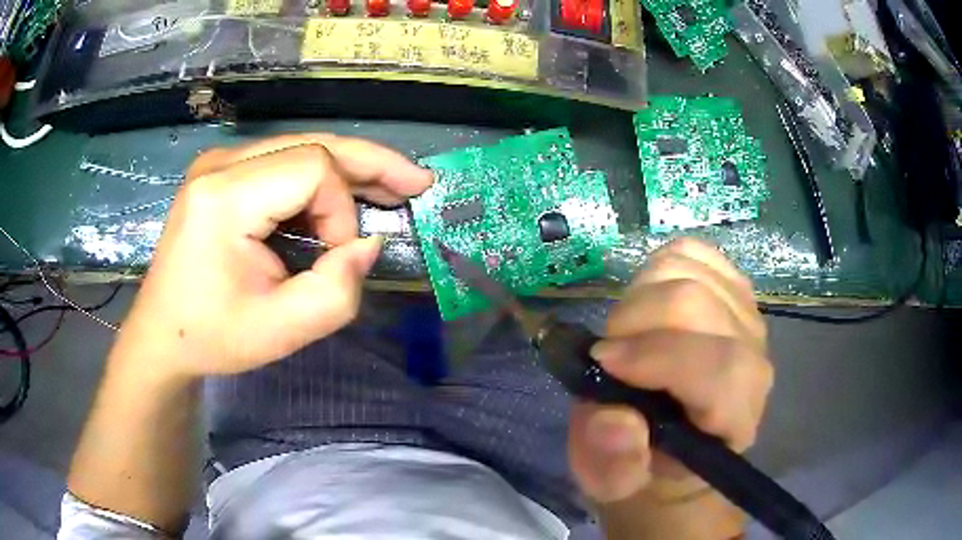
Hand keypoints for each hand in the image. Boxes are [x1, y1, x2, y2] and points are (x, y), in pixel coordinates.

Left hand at [115, 134, 432, 378]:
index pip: (312, 169)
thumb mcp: (280, 332)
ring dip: (348, 170)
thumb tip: (368, 244)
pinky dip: (318, 180)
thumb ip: (336, 292)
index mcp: (224, 197)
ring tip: (390, 188)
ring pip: (301, 147)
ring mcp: (217, 164)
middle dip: (369, 164)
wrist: (162, 335)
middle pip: (312, 143)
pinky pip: (282, 162)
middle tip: (417, 182)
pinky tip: (342, 196)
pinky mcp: (220, 174)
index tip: (337, 257)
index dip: (341, 210)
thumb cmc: (212, 336)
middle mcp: (220, 165)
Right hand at [568, 239, 772, 502]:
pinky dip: (659, 267)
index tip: (603, 362)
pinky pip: (693, 251)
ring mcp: (746, 317)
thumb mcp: (613, 481)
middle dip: (635, 319)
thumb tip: (616, 420)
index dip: (658, 357)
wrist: (670, 441)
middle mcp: (754, 361)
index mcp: (734, 418)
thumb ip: (613, 463)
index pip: (720, 370)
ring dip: (640, 294)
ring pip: (691, 270)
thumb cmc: (643, 463)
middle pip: (699, 305)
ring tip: (627, 332)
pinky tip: (648, 300)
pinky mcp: (731, 288)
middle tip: (608, 352)